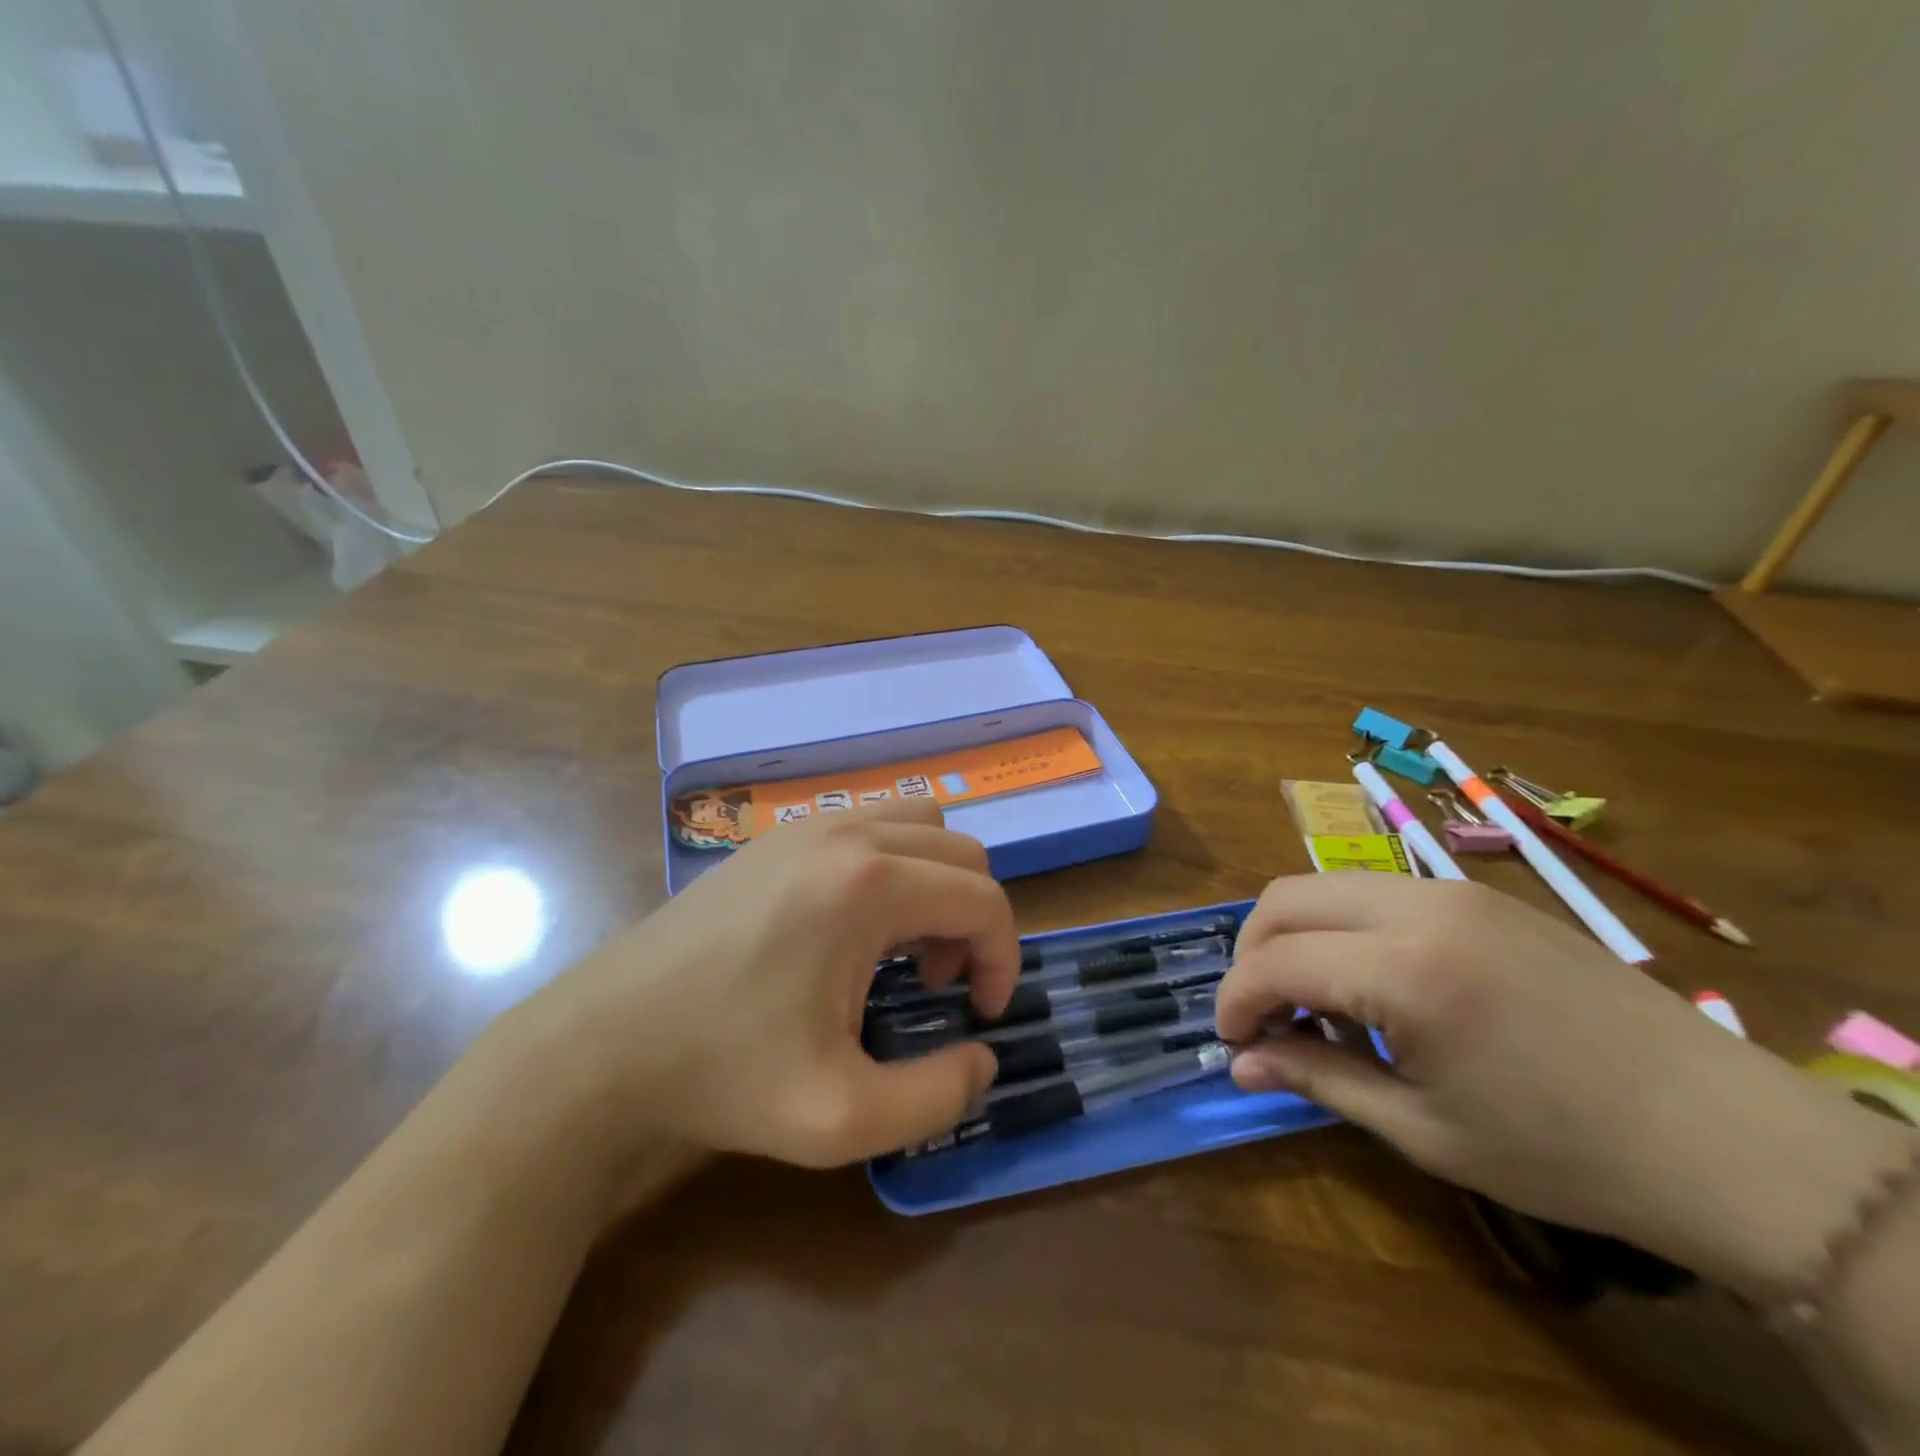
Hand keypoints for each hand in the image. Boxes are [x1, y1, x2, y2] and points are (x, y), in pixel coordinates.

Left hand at [504, 798, 1019, 1177]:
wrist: (605, 1043)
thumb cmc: (724, 1075)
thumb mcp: (842, 1118)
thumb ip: (938, 1098)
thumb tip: (982, 1058)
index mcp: (868, 886)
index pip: (982, 899)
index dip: (1003, 958)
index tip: (981, 1013)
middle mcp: (846, 833)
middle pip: (961, 852)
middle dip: (972, 920)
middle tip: (938, 984)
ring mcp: (807, 824)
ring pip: (920, 824)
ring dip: (936, 882)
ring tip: (902, 946)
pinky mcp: (778, 834)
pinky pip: (871, 823)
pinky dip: (896, 863)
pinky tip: (857, 923)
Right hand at [1216, 874, 1913, 1293]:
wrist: (1725, 1136)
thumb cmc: (1566, 1152)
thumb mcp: (1425, 1129)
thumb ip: (1319, 1080)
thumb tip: (1240, 1064)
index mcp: (1406, 971)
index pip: (1277, 961)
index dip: (1237, 1000)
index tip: (1232, 1041)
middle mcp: (1419, 907)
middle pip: (1285, 898)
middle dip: (1252, 954)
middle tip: (1262, 1015)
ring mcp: (1453, 889)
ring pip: (1325, 885)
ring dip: (1296, 936)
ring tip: (1317, 1003)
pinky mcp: (1479, 893)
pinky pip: (1375, 892)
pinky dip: (1344, 927)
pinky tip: (1372, 985)